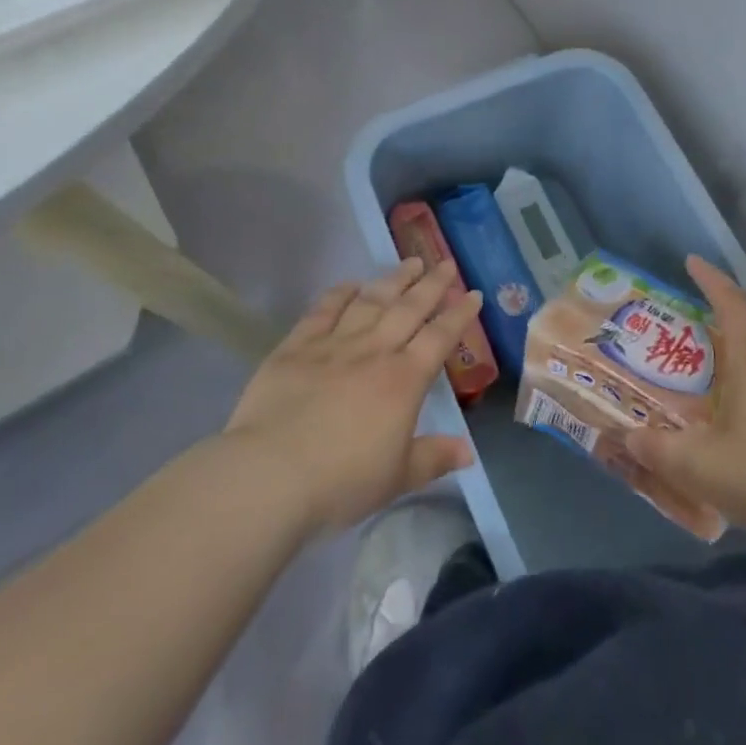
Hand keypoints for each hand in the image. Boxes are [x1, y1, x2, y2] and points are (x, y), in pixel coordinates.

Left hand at [224, 258, 482, 534]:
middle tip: (446, 263)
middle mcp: (374, 351)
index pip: (440, 338)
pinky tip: (351, 283)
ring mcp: (334, 344)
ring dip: (393, 279)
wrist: (271, 474)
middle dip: (432, 284)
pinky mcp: (297, 345)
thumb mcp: (396, 478)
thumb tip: (469, 451)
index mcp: (404, 380)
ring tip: (410, 262)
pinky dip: (339, 293)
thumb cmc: (341, 482)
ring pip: (371, 301)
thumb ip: (433, 458)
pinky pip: (323, 310)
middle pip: (409, 308)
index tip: (473, 293)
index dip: (459, 314)